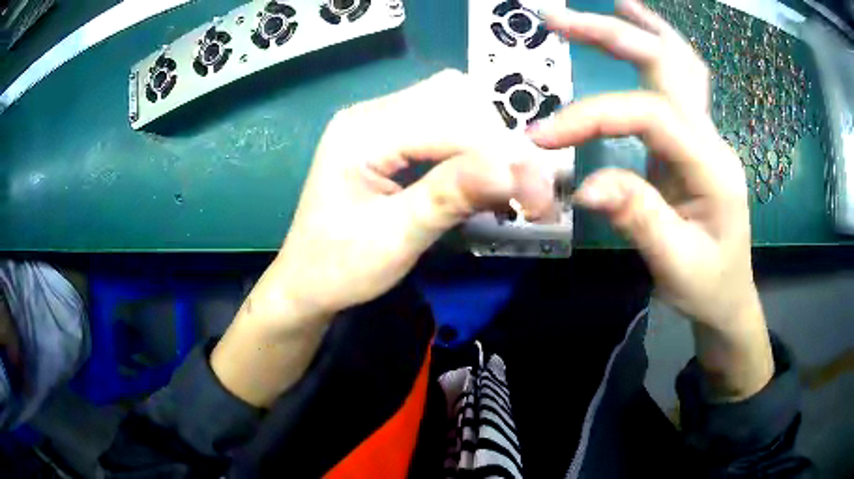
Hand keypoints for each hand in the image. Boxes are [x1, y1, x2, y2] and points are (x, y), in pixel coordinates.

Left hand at [212, 70, 555, 406]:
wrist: (307, 280)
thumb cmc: (340, 267)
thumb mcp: (396, 238)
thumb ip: (452, 197)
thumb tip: (520, 170)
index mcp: (361, 134)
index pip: (446, 119)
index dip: (497, 150)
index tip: (538, 191)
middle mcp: (370, 114)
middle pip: (453, 97)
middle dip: (496, 139)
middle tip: (522, 187)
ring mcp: (378, 121)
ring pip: (454, 104)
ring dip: (488, 140)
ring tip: (505, 184)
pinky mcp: (389, 136)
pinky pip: (443, 122)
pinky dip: (472, 146)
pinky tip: (483, 177)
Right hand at [531, 0, 771, 399]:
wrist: (730, 296)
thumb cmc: (707, 285)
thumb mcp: (674, 264)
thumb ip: (638, 218)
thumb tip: (585, 186)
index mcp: (712, 166)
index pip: (649, 114)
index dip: (592, 117)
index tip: (542, 137)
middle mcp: (711, 138)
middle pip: (667, 65)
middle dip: (612, 35)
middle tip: (557, 19)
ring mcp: (704, 135)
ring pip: (680, 64)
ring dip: (644, 28)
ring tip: (615, 3)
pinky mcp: (691, 142)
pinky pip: (679, 83)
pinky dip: (659, 49)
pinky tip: (643, 31)